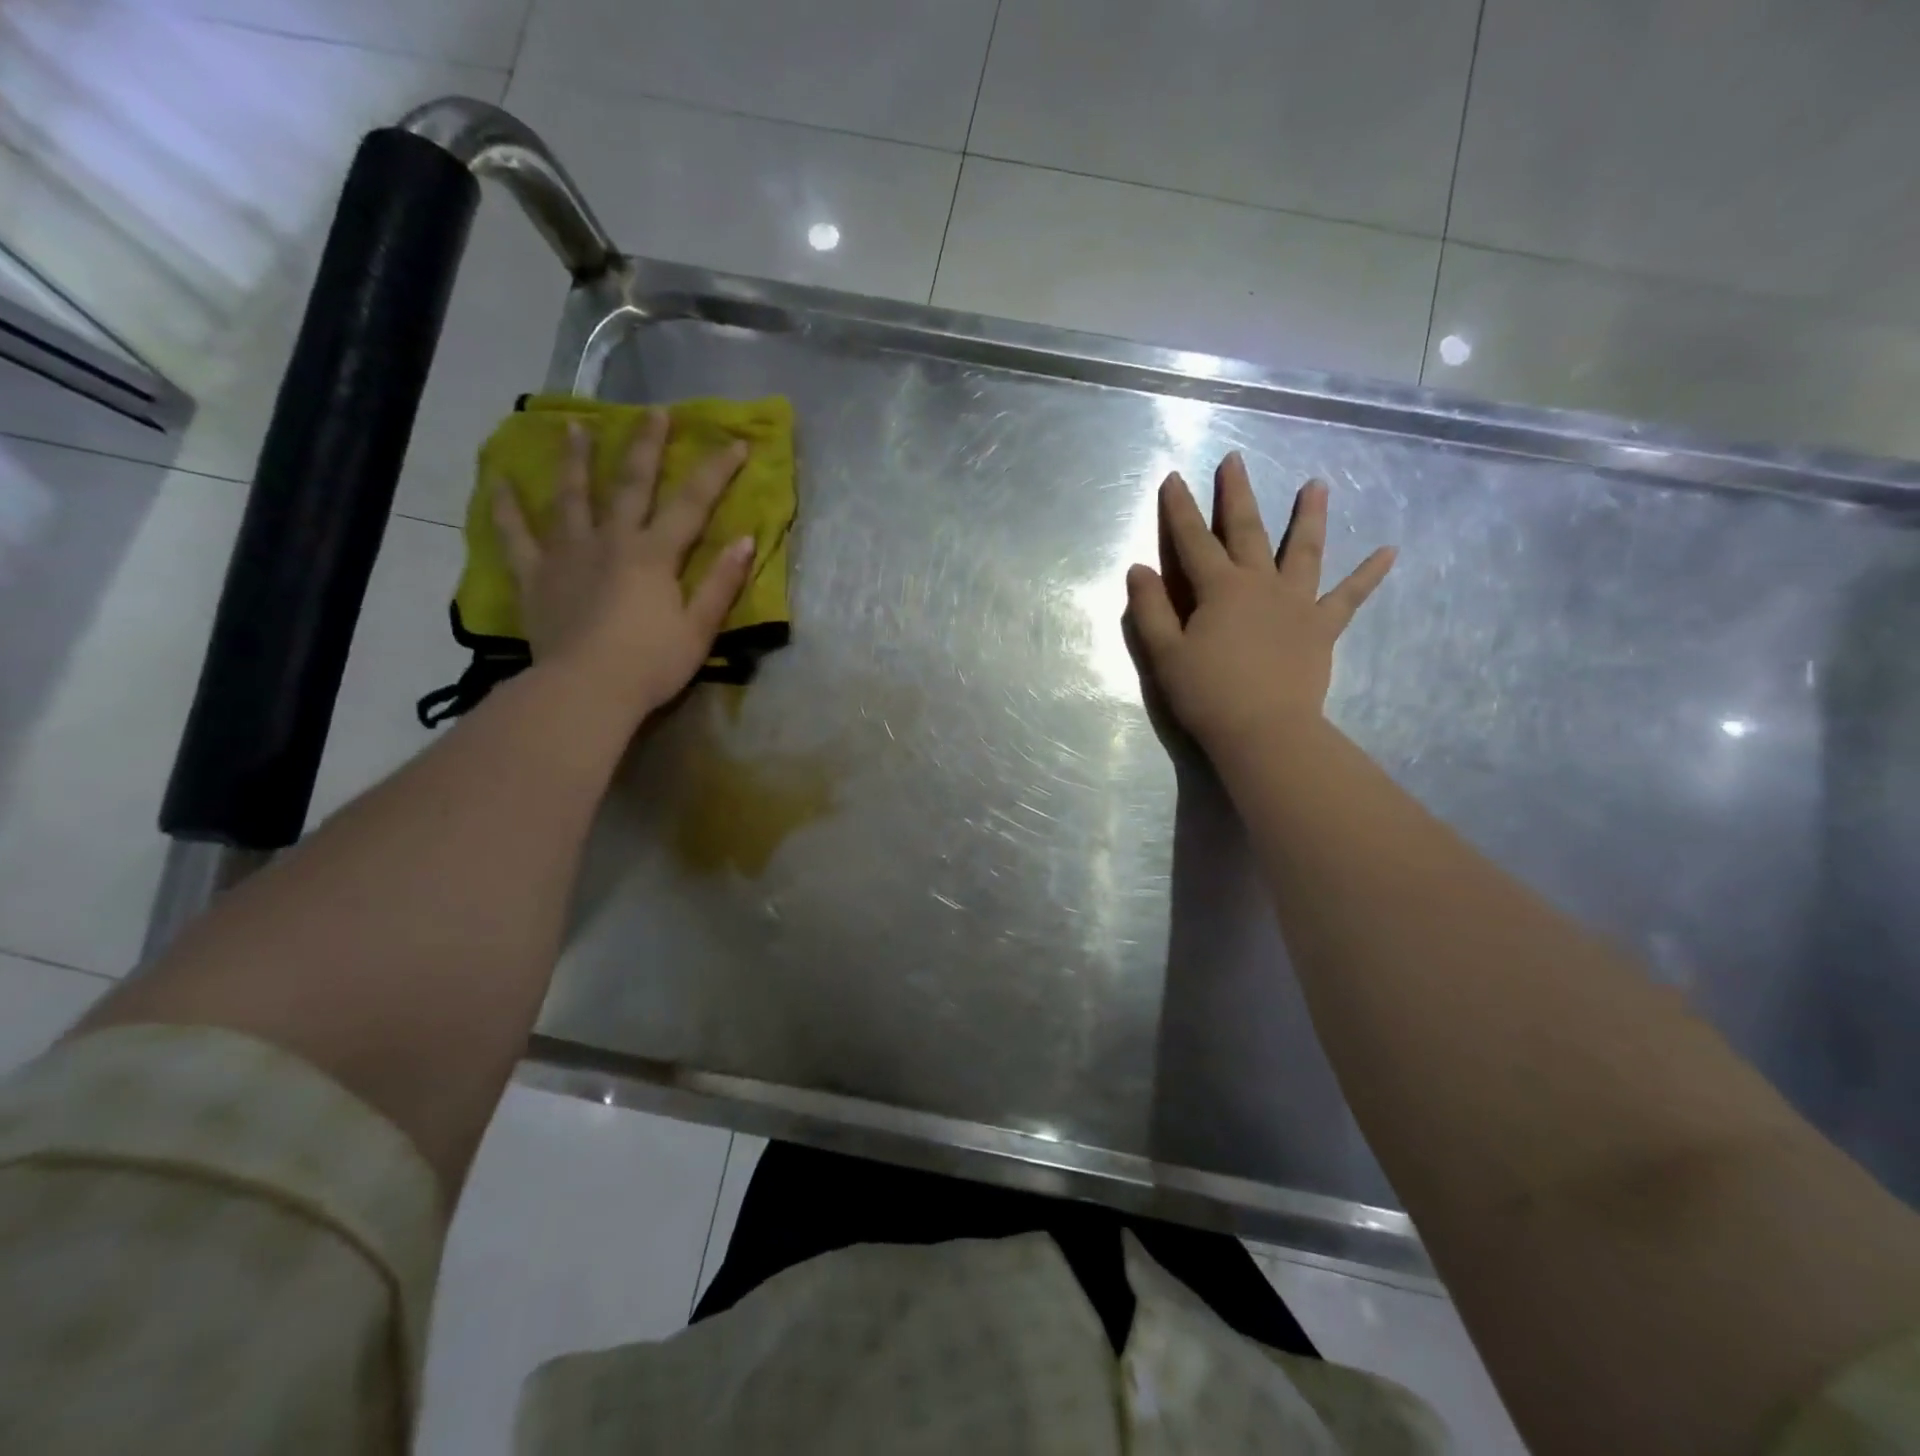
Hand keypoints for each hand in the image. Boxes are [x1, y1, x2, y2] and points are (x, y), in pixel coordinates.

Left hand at [493, 410, 755, 722]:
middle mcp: (611, 540)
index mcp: (654, 554)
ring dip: (576, 460)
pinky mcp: (535, 576)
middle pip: (631, 484)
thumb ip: (721, 583)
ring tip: (575, 427)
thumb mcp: (699, 629)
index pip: (693, 503)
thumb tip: (744, 540)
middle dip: (647, 446)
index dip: (717, 471)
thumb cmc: (650, 664)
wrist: (585, 690)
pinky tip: (497, 480)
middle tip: (654, 411)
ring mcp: (568, 554)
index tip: (737, 442)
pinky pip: (515, 535)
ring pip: (571, 497)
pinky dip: (505, 507)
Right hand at [1125, 453, 1394, 755]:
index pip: (1193, 540)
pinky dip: (1368, 575)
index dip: (1180, 509)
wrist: (1264, 731)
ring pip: (1303, 550)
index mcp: (1219, 589)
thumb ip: (1150, 609)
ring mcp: (1297, 603)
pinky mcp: (1322, 628)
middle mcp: (1260, 584)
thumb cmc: (1207, 694)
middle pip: (1247, 530)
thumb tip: (1139, 569)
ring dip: (1309, 516)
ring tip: (1317, 484)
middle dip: (1237, 494)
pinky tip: (1389, 552)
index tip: (1173, 478)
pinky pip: (1349, 597)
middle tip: (1235, 459)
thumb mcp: (1165, 653)